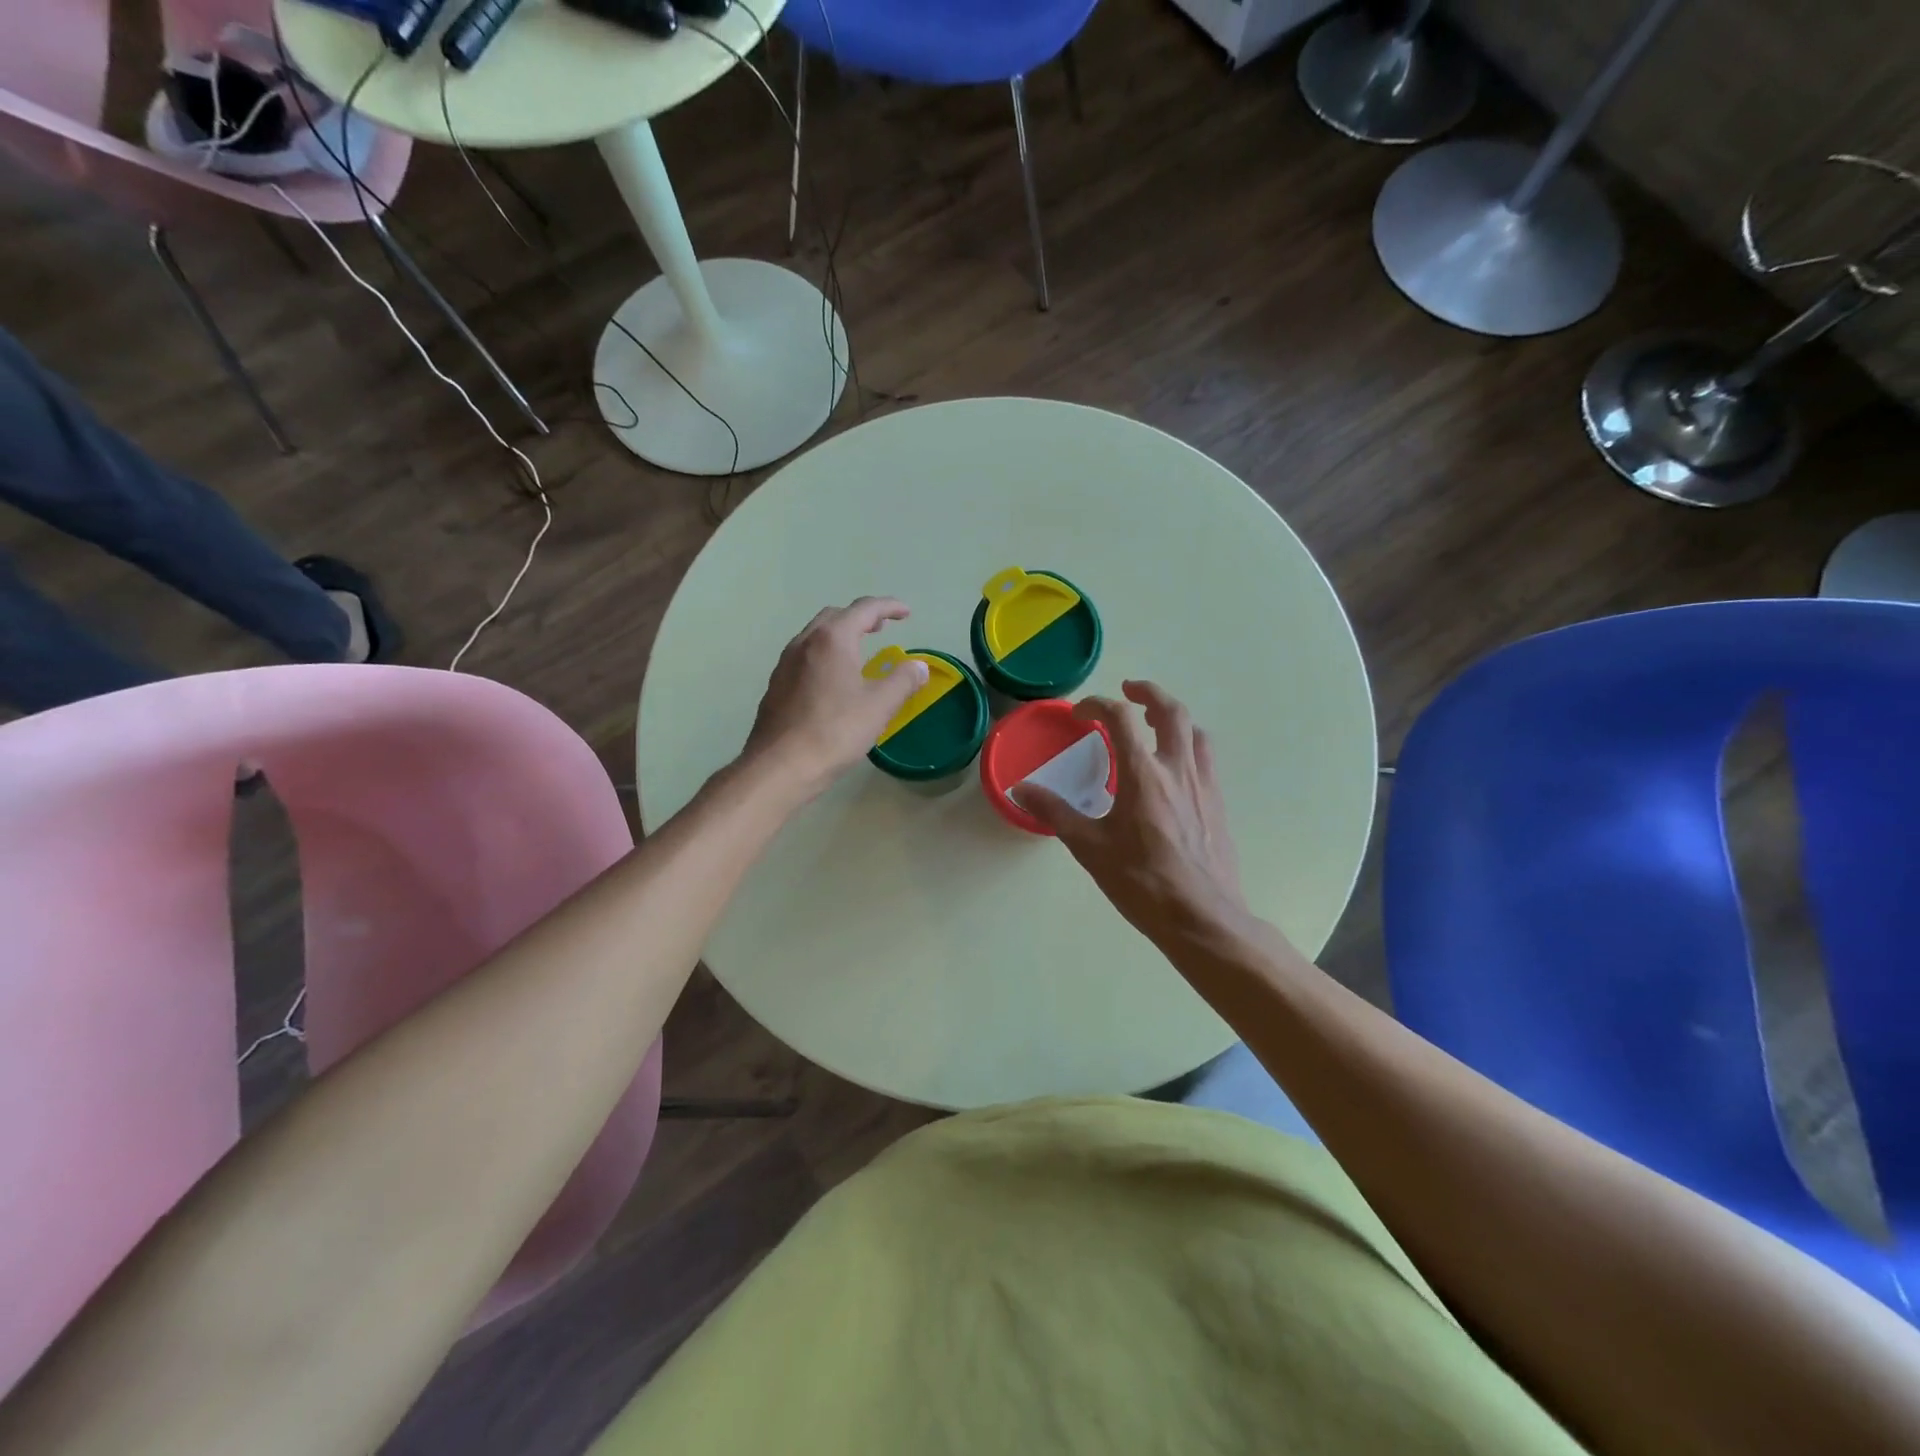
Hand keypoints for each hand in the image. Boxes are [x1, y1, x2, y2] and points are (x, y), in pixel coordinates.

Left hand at [743, 597, 928, 802]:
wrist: (781, 766)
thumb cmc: (835, 731)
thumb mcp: (879, 706)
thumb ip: (903, 680)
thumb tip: (919, 666)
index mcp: (832, 639)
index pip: (864, 609)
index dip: (889, 607)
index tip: (906, 613)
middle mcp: (805, 642)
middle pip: (835, 616)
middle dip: (861, 617)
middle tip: (882, 628)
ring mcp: (785, 663)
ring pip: (816, 635)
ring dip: (840, 634)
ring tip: (859, 649)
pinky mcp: (777, 685)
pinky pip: (804, 656)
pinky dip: (825, 654)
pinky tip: (833, 678)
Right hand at [1015, 681, 1247, 945]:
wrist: (1201, 918)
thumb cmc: (1141, 882)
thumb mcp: (1089, 848)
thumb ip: (1055, 813)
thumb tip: (1022, 790)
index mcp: (1143, 775)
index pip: (1120, 718)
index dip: (1098, 705)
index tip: (1081, 714)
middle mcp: (1177, 770)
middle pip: (1171, 711)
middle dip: (1149, 693)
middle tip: (1129, 690)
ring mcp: (1204, 786)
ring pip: (1195, 732)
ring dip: (1174, 718)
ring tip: (1154, 725)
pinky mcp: (1219, 805)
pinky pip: (1206, 760)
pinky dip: (1188, 746)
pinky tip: (1174, 771)